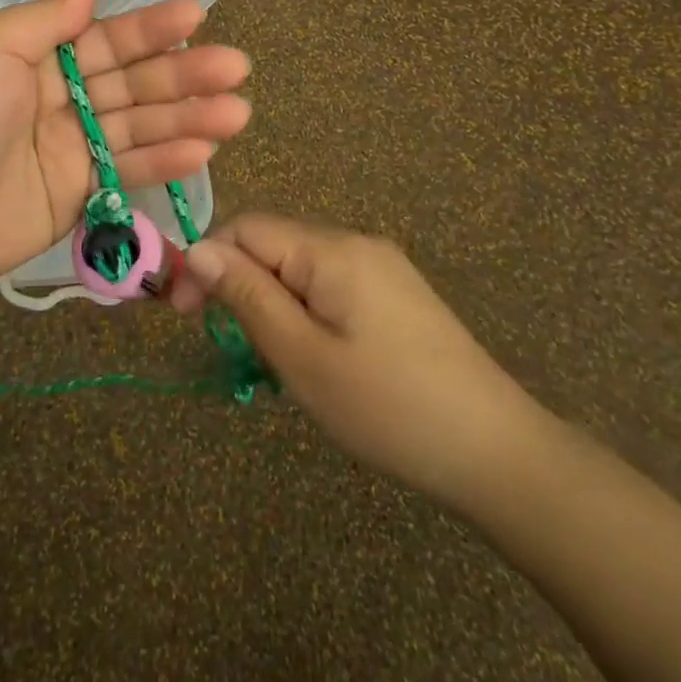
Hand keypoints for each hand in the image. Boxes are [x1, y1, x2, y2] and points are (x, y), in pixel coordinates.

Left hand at [0, 0, 251, 294]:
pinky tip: (203, 149)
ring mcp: (68, 149)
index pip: (104, 38)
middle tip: (236, 68)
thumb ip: (45, 21)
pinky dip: (164, 161)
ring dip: (188, 118)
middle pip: (130, 82)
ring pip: (138, 127)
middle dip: (183, 74)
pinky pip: (126, 171)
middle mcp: (56, 98)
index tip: (196, 16)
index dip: (149, 28)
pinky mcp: (76, 195)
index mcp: (33, 57)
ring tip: (237, 111)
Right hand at [173, 214, 546, 510]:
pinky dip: (302, 308)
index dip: (206, 261)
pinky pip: (328, 283)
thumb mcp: (302, 356)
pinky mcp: (396, 293)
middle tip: (224, 340)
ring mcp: (381, 266)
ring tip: (269, 355)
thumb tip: (197, 249)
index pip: (245, 227)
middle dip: (236, 281)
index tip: (182, 313)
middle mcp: (356, 242)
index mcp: (331, 249)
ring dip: (269, 299)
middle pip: (272, 242)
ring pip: (298, 265)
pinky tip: (311, 352)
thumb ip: (247, 295)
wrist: (498, 454)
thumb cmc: (388, 408)